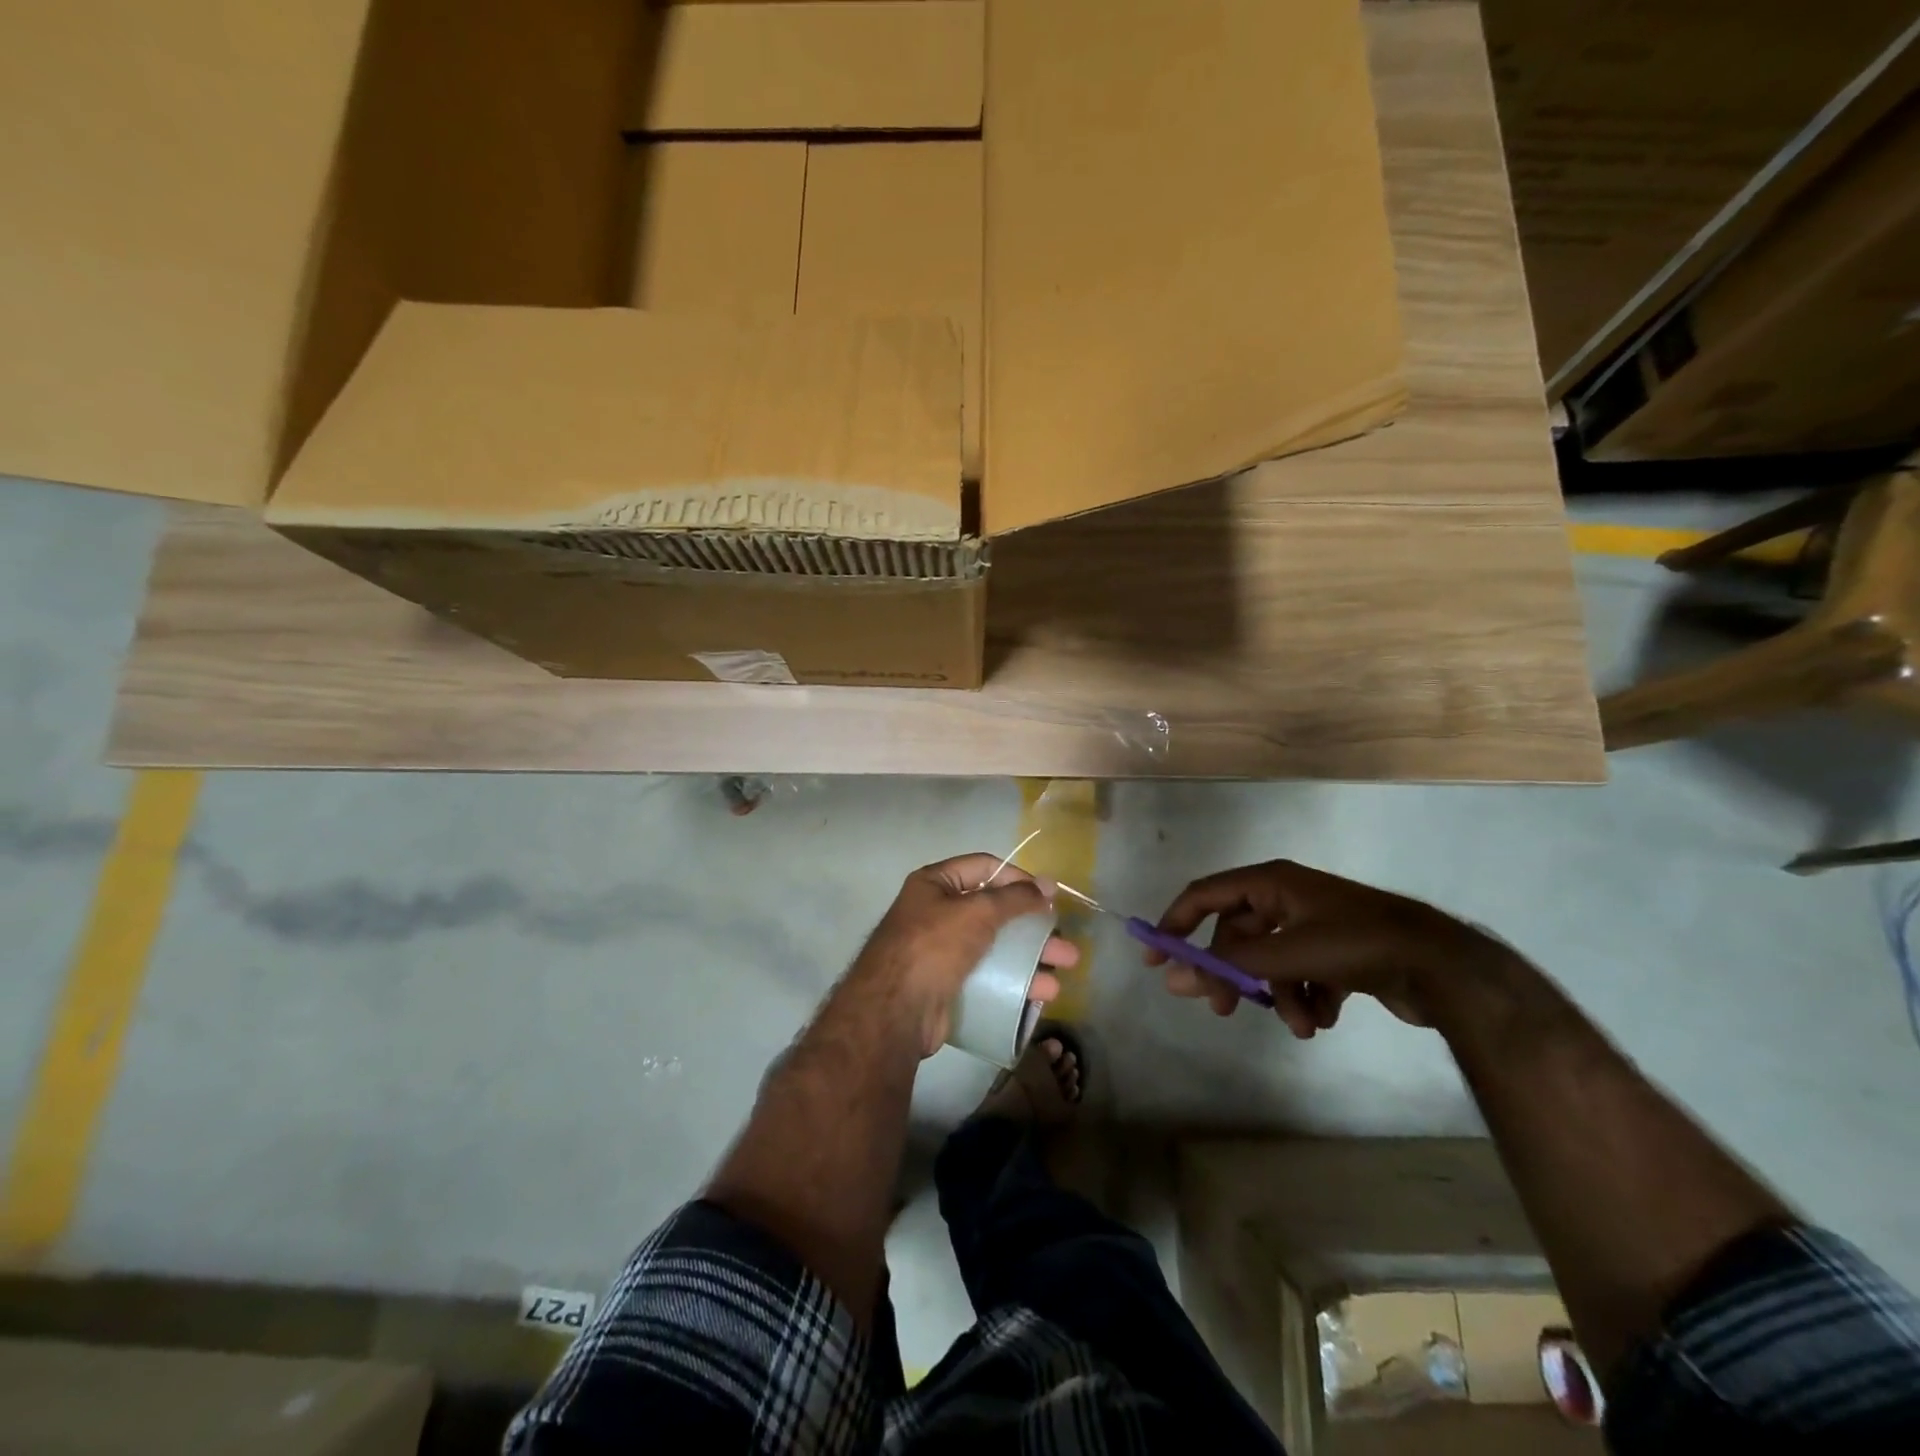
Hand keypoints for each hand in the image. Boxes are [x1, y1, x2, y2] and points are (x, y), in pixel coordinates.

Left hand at [852, 853, 1079, 1056]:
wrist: (893, 1012)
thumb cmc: (934, 946)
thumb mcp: (978, 912)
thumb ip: (1015, 898)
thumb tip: (1047, 885)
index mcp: (935, 884)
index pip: (984, 867)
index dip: (1018, 878)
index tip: (1048, 896)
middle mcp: (936, 913)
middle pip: (994, 912)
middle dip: (1032, 930)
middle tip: (1065, 946)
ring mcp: (941, 952)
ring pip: (994, 948)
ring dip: (1029, 961)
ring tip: (1060, 978)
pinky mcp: (946, 986)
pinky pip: (986, 977)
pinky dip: (1012, 983)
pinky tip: (1038, 996)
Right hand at [1148, 860, 1513, 1037]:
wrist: (1443, 966)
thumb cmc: (1357, 944)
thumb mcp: (1286, 954)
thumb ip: (1229, 966)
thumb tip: (1174, 977)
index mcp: (1271, 882)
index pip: (1204, 895)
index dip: (1175, 923)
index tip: (1157, 959)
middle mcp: (1287, 898)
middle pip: (1238, 935)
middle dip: (1234, 975)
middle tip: (1222, 1009)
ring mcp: (1314, 925)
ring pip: (1272, 963)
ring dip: (1278, 997)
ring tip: (1300, 1024)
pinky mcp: (1338, 954)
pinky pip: (1302, 976)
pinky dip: (1306, 999)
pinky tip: (1324, 1018)